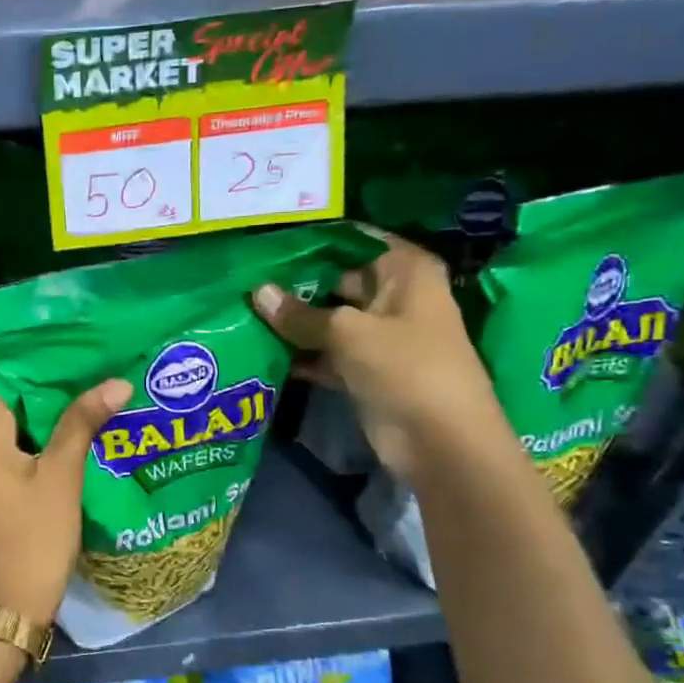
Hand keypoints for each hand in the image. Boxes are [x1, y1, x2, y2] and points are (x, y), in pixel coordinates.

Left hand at [0, 380, 130, 627]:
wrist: (2, 607)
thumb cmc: (34, 537)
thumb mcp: (62, 475)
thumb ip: (82, 421)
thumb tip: (117, 382)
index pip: (7, 380)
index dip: (45, 374)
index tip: (82, 368)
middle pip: (1, 405)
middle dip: (43, 400)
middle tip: (89, 390)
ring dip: (33, 426)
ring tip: (80, 415)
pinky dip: (17, 449)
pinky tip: (54, 449)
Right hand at [250, 233, 506, 482]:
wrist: (441, 443)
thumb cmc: (406, 369)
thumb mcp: (349, 333)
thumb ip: (300, 314)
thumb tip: (257, 292)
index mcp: (406, 271)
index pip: (354, 240)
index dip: (314, 239)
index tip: (268, 239)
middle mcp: (393, 296)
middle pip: (337, 278)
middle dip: (295, 282)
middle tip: (244, 275)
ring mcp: (378, 335)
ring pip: (328, 318)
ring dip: (293, 320)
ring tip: (242, 309)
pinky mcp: (364, 370)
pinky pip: (325, 352)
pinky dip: (300, 353)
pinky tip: (260, 347)